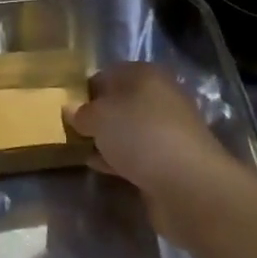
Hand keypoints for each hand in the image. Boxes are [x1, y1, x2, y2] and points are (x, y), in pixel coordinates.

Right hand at [66, 63, 256, 248]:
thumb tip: (70, 109)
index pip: (109, 73)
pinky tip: (100, 166)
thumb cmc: (139, 135)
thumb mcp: (98, 117)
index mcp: (145, 75)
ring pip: (130, 129)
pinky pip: (138, 153)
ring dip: (109, 138)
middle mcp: (161, 97)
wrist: (189, 184)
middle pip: (121, 102)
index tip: (68, 107)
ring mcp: (169, 130)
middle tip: (73, 129)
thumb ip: (81, 113)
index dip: (87, 88)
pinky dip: (119, 158)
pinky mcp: (172, 160)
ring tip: (81, 148)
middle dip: (98, 115)